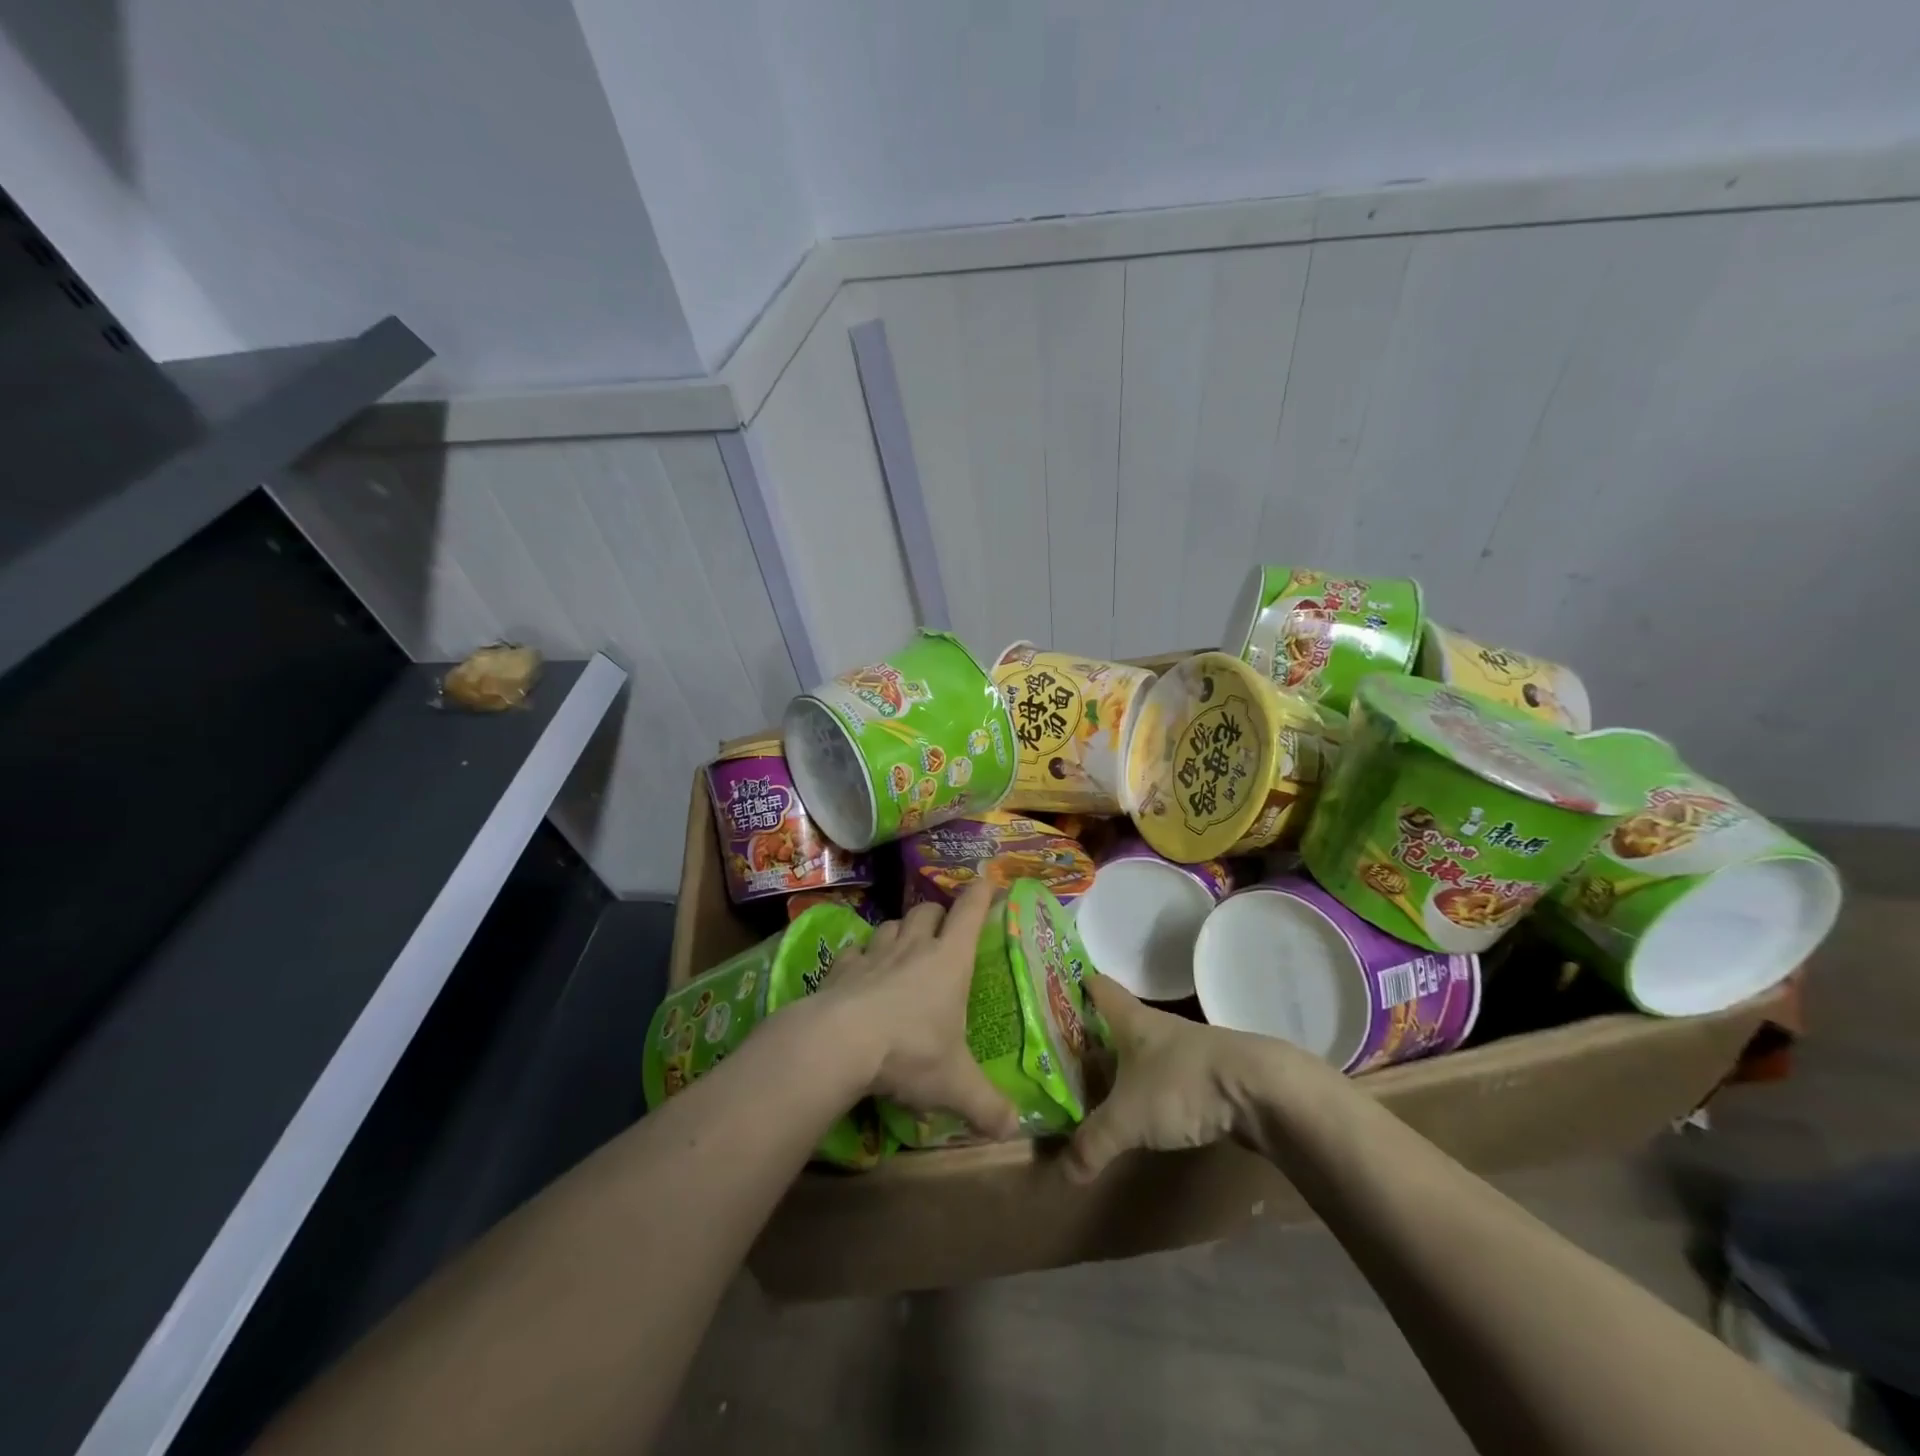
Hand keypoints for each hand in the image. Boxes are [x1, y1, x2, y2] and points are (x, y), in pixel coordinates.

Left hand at [817, 883, 1017, 1140]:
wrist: (838, 1044)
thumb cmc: (909, 1052)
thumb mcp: (955, 1084)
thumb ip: (987, 1106)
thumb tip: (1014, 1130)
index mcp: (949, 960)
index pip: (970, 912)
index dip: (981, 893)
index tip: (988, 880)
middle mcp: (914, 947)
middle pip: (927, 911)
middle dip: (938, 914)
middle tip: (943, 931)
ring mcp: (874, 954)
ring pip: (890, 925)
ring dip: (900, 932)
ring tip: (903, 949)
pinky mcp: (841, 968)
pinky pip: (855, 951)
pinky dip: (861, 956)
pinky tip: (860, 971)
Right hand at [1065, 975, 1263, 1181]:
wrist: (1261, 1092)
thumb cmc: (1182, 1085)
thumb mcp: (1128, 1118)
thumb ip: (1093, 1143)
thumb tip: (1062, 1173)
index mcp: (1132, 1021)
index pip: (1099, 988)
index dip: (1078, 986)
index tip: (1055, 988)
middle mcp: (1157, 1028)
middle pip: (1118, 1024)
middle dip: (1093, 1037)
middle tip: (1062, 1054)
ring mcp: (1187, 1052)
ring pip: (1143, 1053)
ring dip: (1123, 1067)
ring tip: (1096, 1087)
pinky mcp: (1209, 1078)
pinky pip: (1168, 1080)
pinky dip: (1150, 1091)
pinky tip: (1142, 1112)